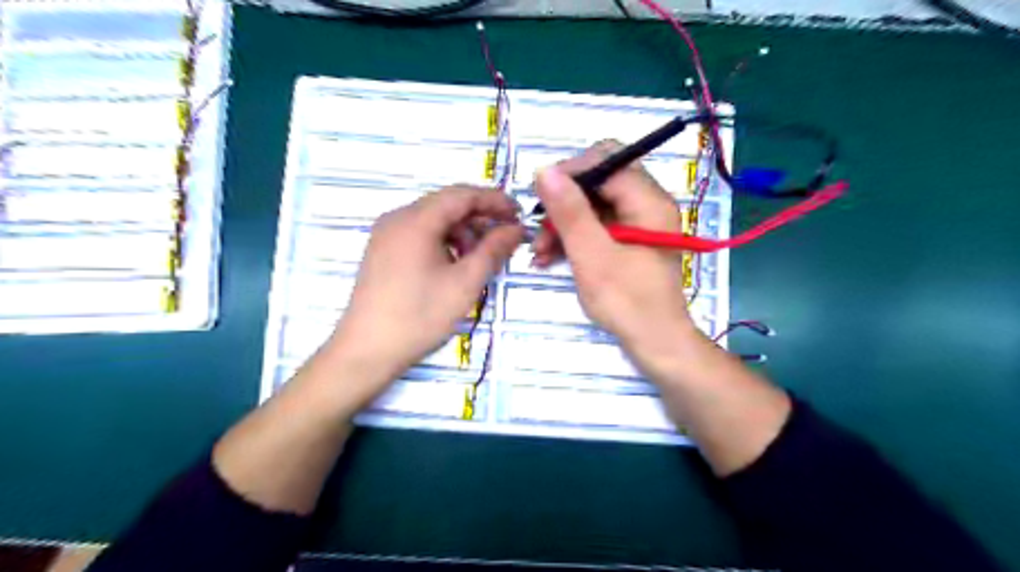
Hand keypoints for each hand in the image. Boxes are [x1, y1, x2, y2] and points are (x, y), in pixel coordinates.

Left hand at [331, 186, 524, 391]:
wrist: (367, 351)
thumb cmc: (420, 316)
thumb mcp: (465, 283)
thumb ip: (494, 250)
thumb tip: (516, 229)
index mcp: (416, 220)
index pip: (462, 194)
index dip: (494, 200)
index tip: (519, 216)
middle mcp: (397, 218)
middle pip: (447, 205)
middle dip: (480, 218)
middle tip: (505, 239)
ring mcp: (386, 235)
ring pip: (434, 220)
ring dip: (462, 232)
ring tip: (481, 258)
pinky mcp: (383, 252)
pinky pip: (420, 235)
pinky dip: (444, 242)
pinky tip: (455, 265)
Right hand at [530, 143, 697, 364]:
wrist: (656, 343)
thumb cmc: (627, 301)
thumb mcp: (592, 255)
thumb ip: (570, 212)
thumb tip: (545, 170)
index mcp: (648, 200)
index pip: (606, 160)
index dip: (570, 171)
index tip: (540, 196)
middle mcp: (647, 203)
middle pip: (599, 181)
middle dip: (564, 202)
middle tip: (538, 226)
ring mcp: (638, 223)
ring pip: (594, 205)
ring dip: (564, 223)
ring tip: (539, 251)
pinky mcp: (629, 241)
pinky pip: (597, 226)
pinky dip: (574, 237)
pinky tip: (550, 257)